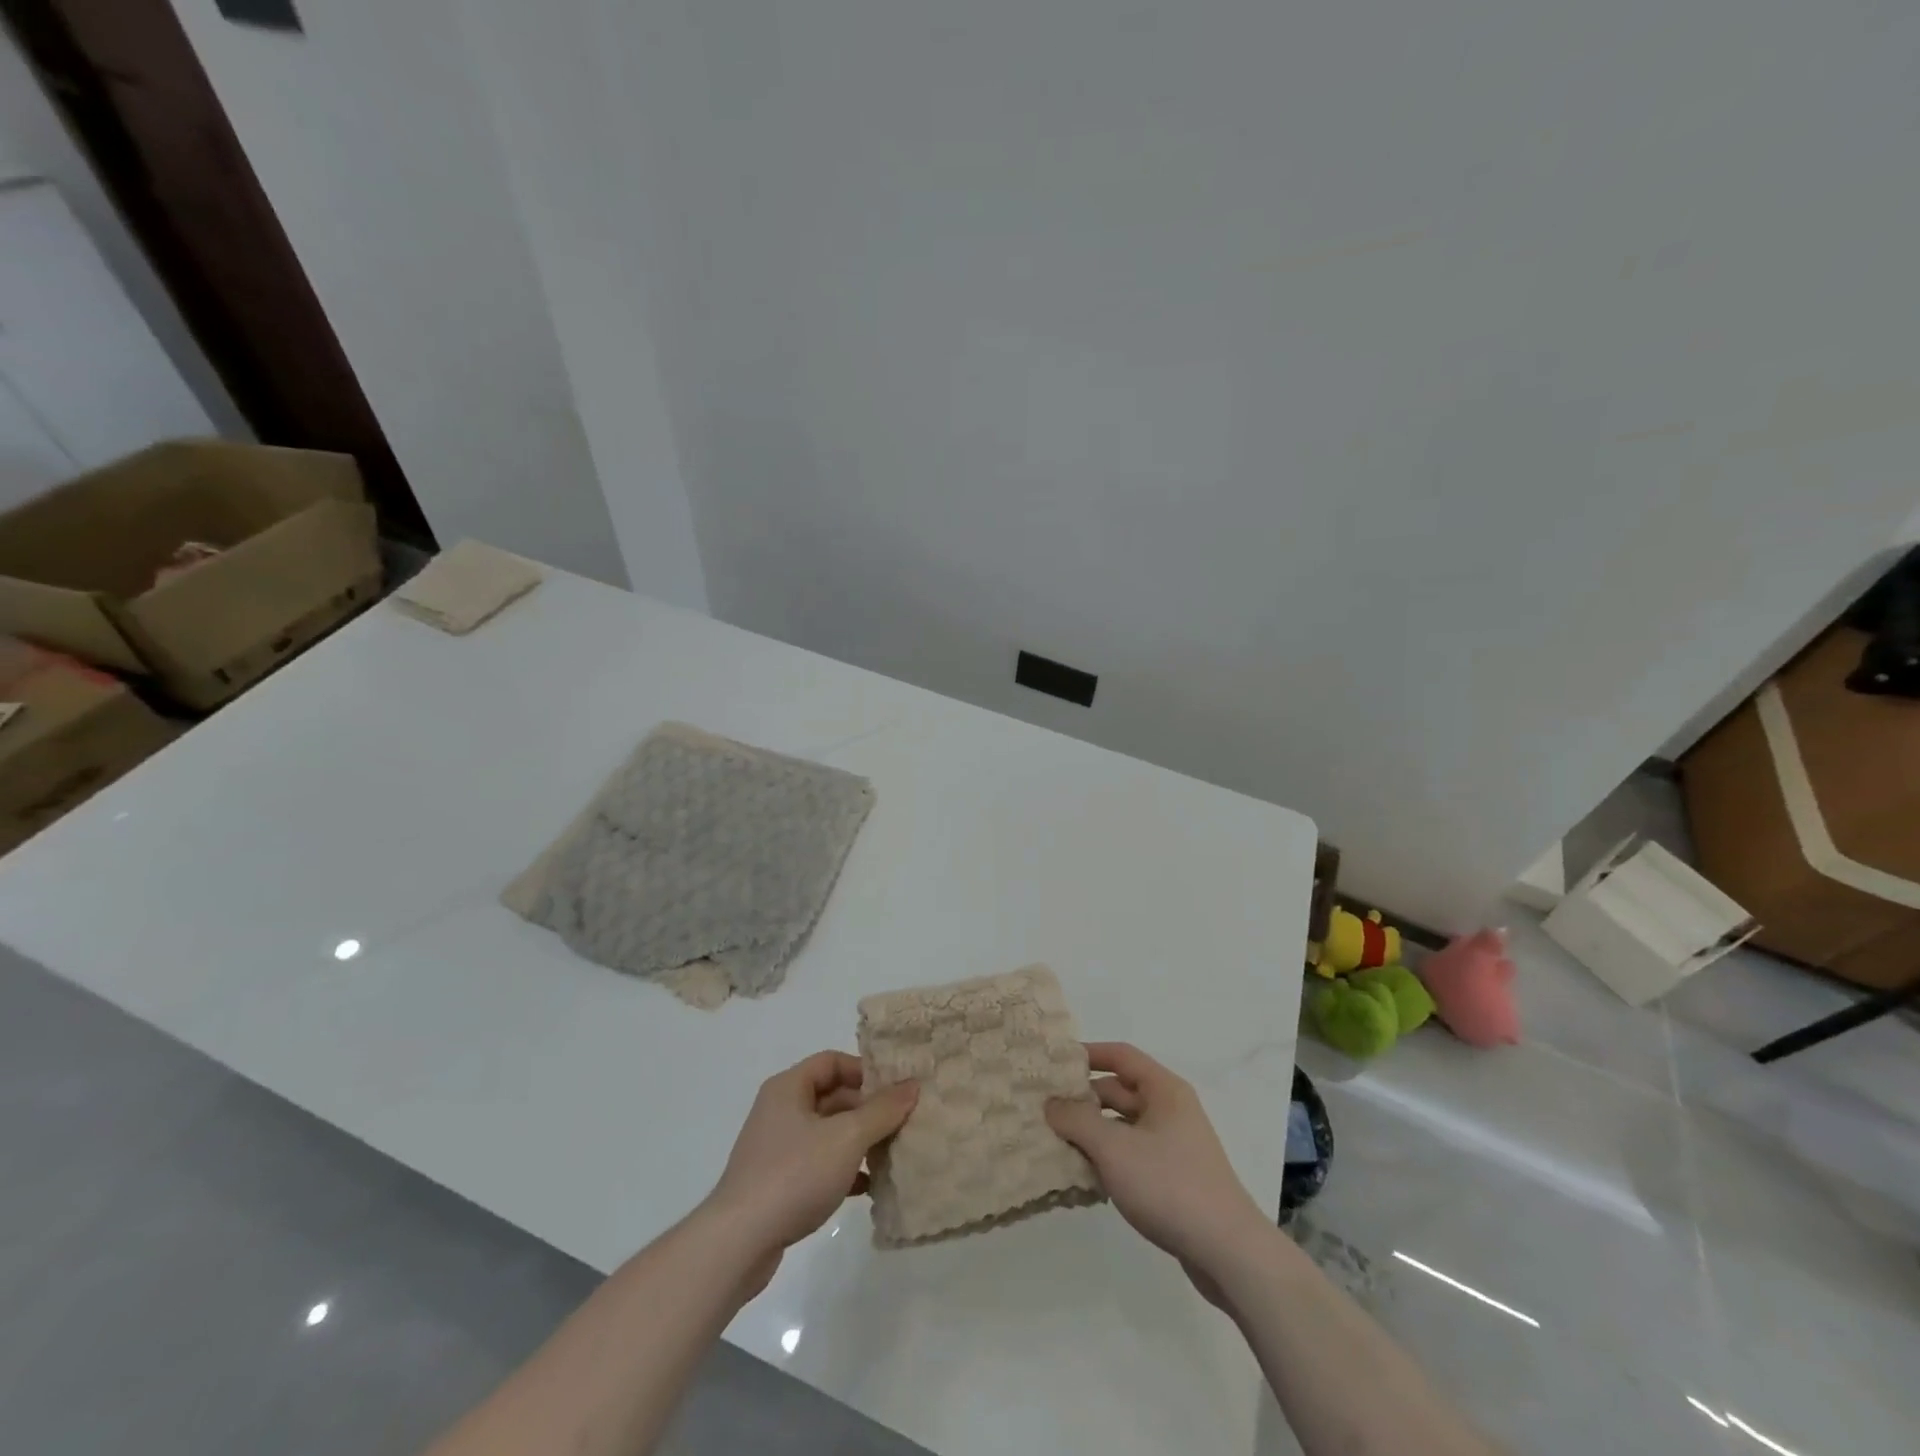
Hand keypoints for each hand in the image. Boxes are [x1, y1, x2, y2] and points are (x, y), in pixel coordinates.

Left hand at [704, 1051, 917, 1266]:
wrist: (738, 1242)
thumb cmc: (794, 1174)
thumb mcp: (847, 1137)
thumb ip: (882, 1110)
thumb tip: (913, 1085)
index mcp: (789, 1088)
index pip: (832, 1061)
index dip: (865, 1070)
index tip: (895, 1089)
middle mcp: (780, 1110)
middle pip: (832, 1097)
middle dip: (867, 1109)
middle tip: (902, 1123)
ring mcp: (777, 1148)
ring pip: (827, 1133)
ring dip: (859, 1141)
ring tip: (891, 1155)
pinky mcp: (777, 1182)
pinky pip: (818, 1163)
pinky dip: (843, 1169)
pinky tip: (868, 1187)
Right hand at [1047, 1042, 1267, 1292]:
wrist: (1228, 1252)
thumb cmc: (1169, 1185)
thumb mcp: (1114, 1148)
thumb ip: (1077, 1121)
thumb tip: (1051, 1103)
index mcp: (1164, 1090)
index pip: (1121, 1055)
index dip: (1088, 1054)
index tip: (1055, 1063)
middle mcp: (1170, 1110)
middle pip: (1120, 1091)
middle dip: (1083, 1099)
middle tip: (1045, 1109)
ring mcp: (1174, 1145)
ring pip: (1124, 1126)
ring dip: (1093, 1132)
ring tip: (1055, 1142)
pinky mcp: (1174, 1178)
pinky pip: (1132, 1155)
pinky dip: (1108, 1158)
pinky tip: (1083, 1175)